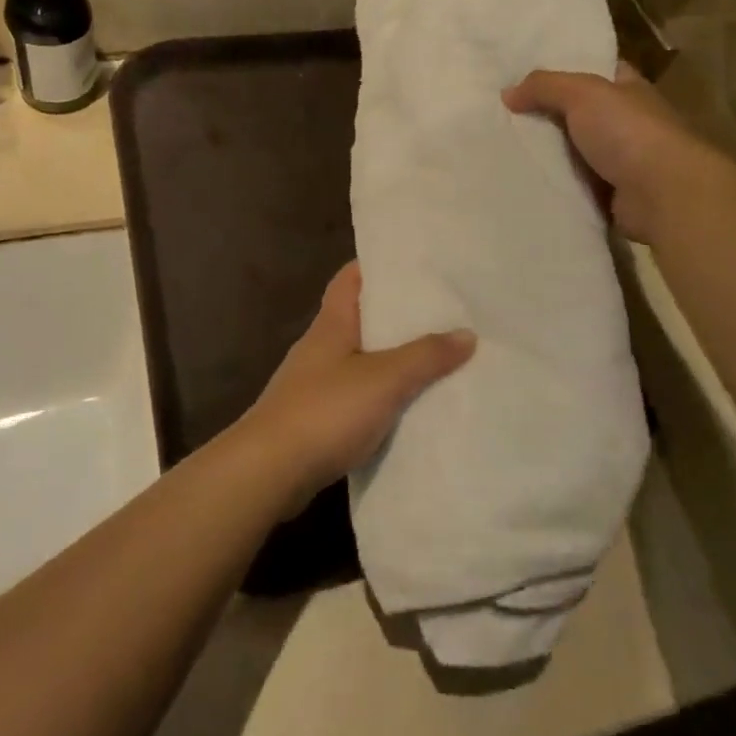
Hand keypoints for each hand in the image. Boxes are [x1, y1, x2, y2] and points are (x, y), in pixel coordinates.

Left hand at [234, 263, 474, 504]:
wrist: (269, 471)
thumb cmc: (325, 411)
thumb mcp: (384, 379)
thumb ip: (425, 356)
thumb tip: (467, 334)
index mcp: (331, 324)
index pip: (350, 278)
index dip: (377, 266)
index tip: (414, 264)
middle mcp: (320, 347)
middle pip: (359, 318)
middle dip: (396, 315)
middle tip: (441, 313)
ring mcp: (314, 383)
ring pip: (359, 359)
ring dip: (391, 359)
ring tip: (434, 358)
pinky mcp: (315, 418)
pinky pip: (355, 396)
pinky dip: (380, 396)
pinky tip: (406, 407)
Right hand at [502, 65, 690, 241]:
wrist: (663, 194)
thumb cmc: (628, 132)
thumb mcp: (582, 93)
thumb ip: (544, 86)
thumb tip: (508, 93)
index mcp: (628, 90)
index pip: (596, 71)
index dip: (565, 68)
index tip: (527, 74)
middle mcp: (627, 123)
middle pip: (578, 113)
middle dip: (546, 115)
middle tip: (502, 114)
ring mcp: (621, 161)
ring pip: (573, 152)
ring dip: (546, 154)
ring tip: (503, 149)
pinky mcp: (611, 195)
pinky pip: (574, 185)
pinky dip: (554, 185)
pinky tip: (522, 181)